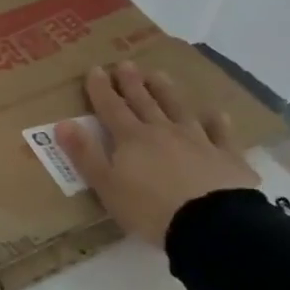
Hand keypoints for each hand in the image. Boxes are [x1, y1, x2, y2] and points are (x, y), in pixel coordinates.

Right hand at [54, 61, 258, 248]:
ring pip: (179, 109)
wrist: (210, 225)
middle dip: (133, 83)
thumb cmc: (149, 208)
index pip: (111, 108)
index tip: (95, 70)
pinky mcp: (226, 157)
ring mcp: (198, 141)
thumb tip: (63, 123)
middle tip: (126, 64)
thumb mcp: (106, 185)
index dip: (101, 89)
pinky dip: (217, 122)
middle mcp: (163, 131)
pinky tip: (216, 113)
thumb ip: (85, 154)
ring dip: (167, 92)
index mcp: (132, 139)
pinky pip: (220, 133)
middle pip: (145, 102)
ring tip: (159, 75)